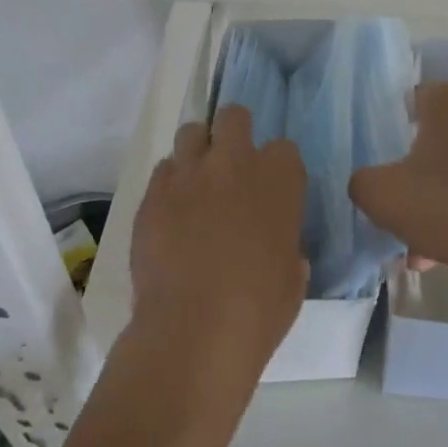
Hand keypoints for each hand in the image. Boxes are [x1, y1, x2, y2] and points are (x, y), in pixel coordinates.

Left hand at [130, 106, 307, 382]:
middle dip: (234, 132)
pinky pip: (163, 170)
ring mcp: (190, 174)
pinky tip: (171, 211)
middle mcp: (235, 162)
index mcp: (279, 179)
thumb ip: (288, 246)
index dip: (276, 167)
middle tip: (231, 165)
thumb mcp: (294, 276)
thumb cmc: (259, 309)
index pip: (283, 148)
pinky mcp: (153, 193)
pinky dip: (170, 183)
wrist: (194, 330)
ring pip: (191, 131)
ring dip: (198, 150)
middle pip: (234, 116)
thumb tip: (280, 247)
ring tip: (197, 181)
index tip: (270, 189)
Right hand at [349, 82, 447, 302]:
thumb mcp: (381, 195)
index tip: (386, 157)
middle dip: (417, 172)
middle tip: (401, 204)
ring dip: (438, 202)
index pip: (415, 98)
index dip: (396, 125)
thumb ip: (362, 182)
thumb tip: (369, 183)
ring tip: (418, 248)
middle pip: (438, 138)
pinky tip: (444, 255)